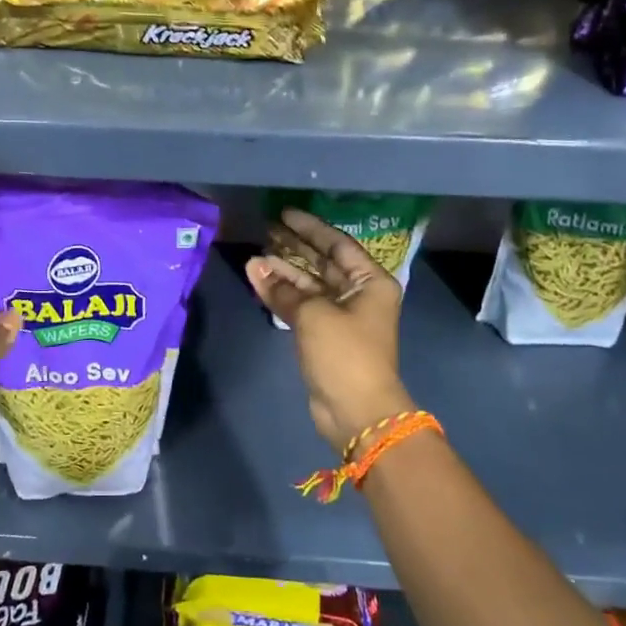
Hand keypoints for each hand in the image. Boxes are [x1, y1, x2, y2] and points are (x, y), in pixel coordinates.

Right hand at [245, 209, 413, 453]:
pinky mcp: (325, 336)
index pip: (338, 245)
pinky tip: (259, 281)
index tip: (284, 214)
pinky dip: (282, 295)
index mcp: (370, 282)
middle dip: (294, 248)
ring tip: (254, 257)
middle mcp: (359, 294)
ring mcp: (341, 316)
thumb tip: (255, 265)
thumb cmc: (344, 353)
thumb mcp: (313, 315)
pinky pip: (302, 306)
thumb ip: (283, 289)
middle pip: (322, 263)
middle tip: (265, 230)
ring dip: (283, 273)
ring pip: (309, 286)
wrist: (356, 410)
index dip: (310, 228)